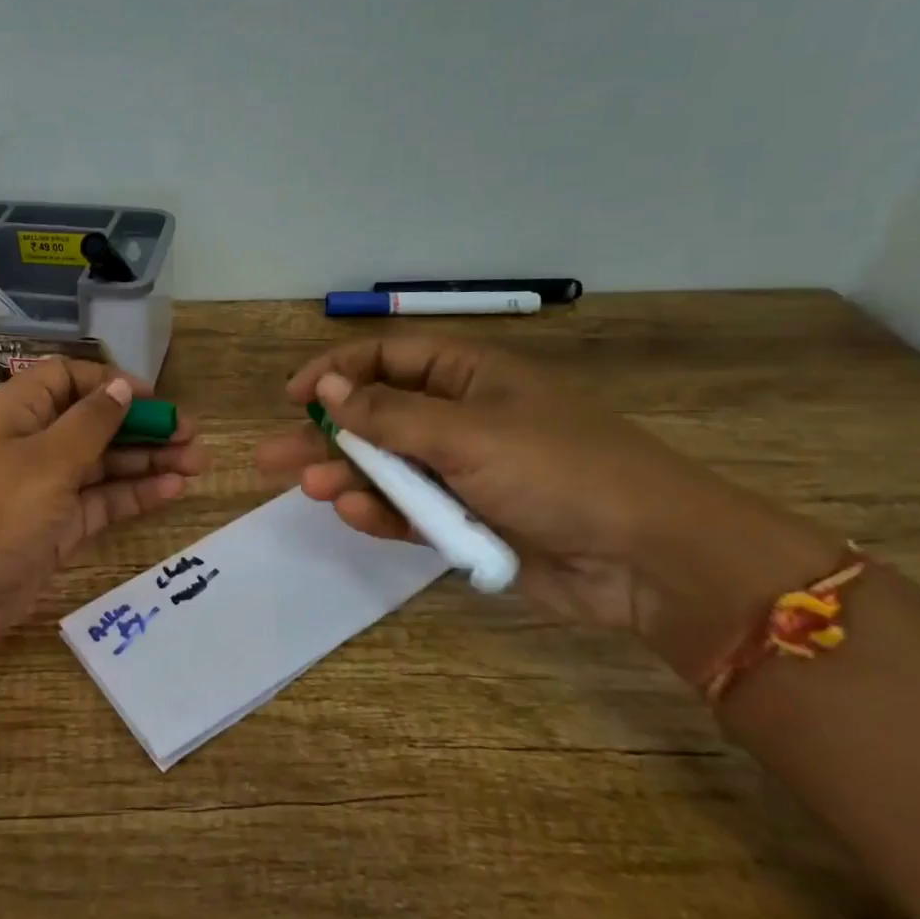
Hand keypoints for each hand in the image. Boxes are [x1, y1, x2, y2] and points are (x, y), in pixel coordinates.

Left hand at [0, 359, 204, 675]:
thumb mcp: (46, 460)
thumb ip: (91, 422)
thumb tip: (121, 386)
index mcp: (17, 412)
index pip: (69, 379)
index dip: (111, 383)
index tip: (155, 400)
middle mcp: (31, 444)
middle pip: (94, 423)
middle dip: (142, 426)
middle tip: (193, 436)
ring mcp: (44, 490)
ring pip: (103, 465)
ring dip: (147, 462)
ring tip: (197, 463)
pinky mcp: (54, 530)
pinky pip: (100, 503)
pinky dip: (134, 495)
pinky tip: (173, 490)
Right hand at [256, 338, 843, 672]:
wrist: (648, 559)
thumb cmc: (561, 471)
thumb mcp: (468, 434)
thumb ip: (391, 415)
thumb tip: (329, 387)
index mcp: (470, 377)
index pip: (388, 359)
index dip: (338, 372)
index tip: (295, 397)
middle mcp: (460, 418)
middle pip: (376, 417)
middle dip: (326, 435)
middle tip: (271, 457)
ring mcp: (462, 473)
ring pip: (387, 469)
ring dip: (348, 477)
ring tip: (310, 488)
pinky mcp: (466, 522)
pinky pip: (410, 512)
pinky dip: (382, 514)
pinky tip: (356, 514)